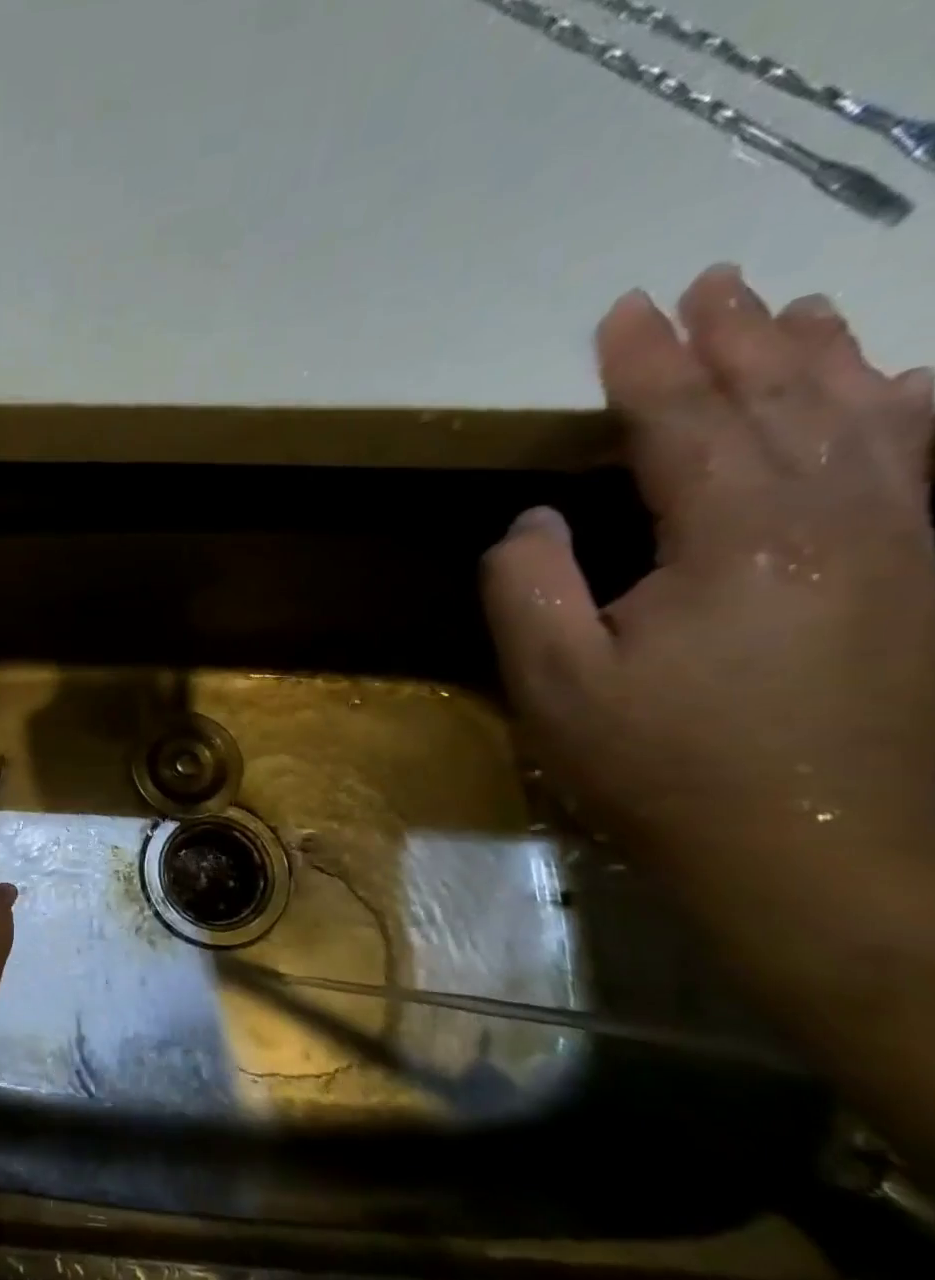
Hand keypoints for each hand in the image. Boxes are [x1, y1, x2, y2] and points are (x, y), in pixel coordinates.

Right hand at [483, 264, 934, 890]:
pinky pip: (931, 463)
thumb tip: (532, 519)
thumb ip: (527, 586)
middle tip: (710, 282)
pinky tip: (911, 387)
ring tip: (796, 309)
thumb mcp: (554, 681)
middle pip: (787, 397)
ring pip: (871, 414)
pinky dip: (916, 410)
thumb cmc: (663, 766)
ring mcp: (905, 543)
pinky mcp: (931, 580)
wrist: (818, 855)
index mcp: (739, 535)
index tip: (620, 312)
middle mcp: (842, 514)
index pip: (685, 420)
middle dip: (738, 336)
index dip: (645, 364)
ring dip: (824, 356)